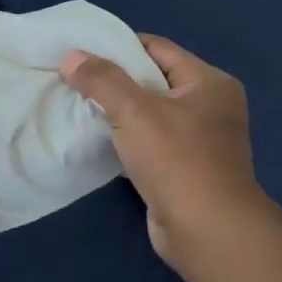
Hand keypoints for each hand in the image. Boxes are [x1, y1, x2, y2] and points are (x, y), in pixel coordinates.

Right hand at [60, 36, 281, 273]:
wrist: (209, 233)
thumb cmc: (178, 161)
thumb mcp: (133, 110)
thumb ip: (100, 79)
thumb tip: (71, 57)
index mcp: (208, 82)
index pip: (155, 48)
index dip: (116, 47)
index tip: (79, 55)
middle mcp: (209, 106)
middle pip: (150, 79)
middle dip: (111, 80)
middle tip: (71, 80)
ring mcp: (199, 139)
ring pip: (147, 111)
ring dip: (115, 110)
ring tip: (77, 107)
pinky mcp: (185, 167)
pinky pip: (148, 139)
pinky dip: (123, 136)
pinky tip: (96, 138)